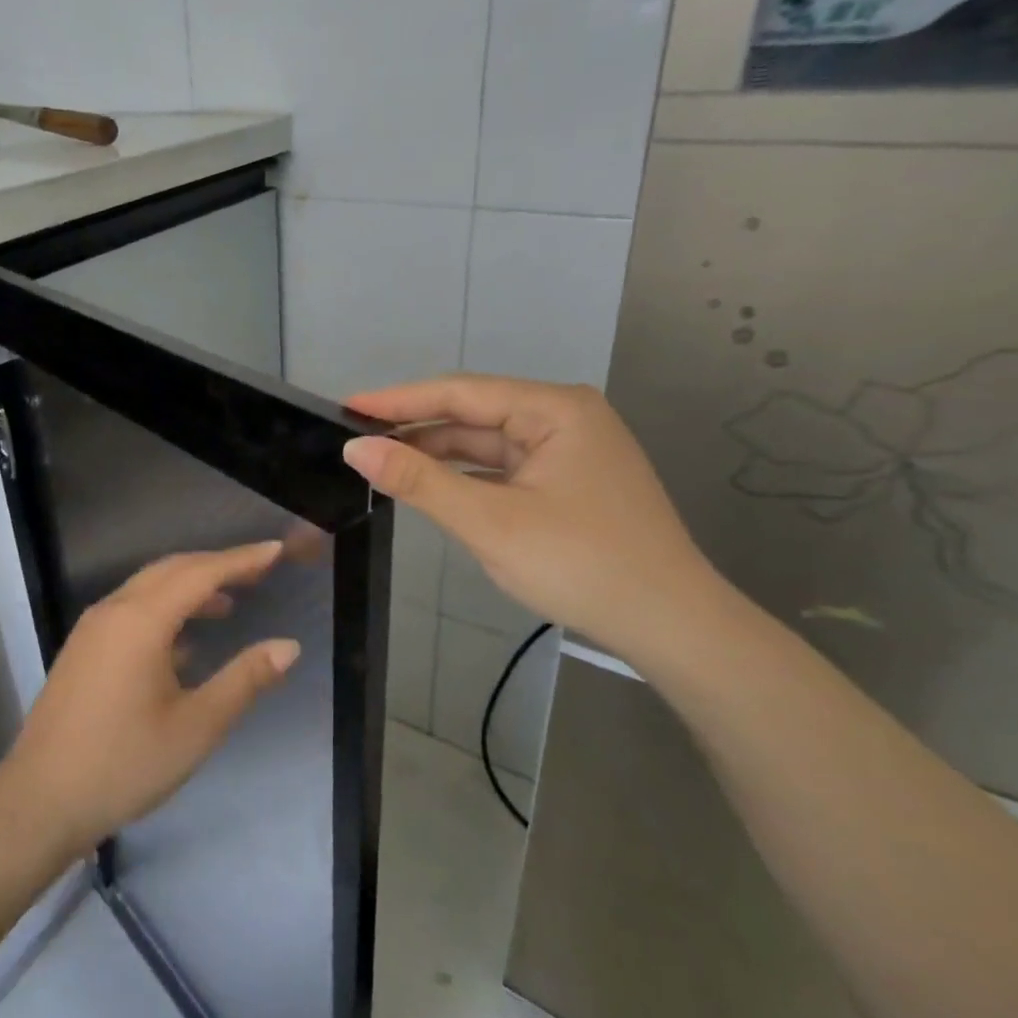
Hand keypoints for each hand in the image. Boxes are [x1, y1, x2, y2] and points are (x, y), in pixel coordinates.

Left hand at [0, 542, 300, 855]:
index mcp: (141, 621)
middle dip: (216, 565)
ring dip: (190, 587)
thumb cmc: (124, 764)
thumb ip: (245, 680)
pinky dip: (165, 609)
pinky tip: (185, 641)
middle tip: (259, 571)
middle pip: (172, 570)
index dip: (242, 559)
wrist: (40, 801)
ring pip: (148, 588)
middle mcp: (113, 611)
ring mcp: (93, 629)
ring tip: (229, 604)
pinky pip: (131, 610)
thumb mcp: (196, 727)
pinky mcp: (83, 650)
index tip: (276, 549)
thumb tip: (288, 646)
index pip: (201, 573)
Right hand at [343, 375, 720, 660]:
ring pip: (487, 444)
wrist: (670, 625)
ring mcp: (570, 450)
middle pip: (474, 415)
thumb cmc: (581, 564)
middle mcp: (564, 417)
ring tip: (384, 464)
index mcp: (554, 409)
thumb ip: (420, 481)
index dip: (399, 400)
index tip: (346, 407)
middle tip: (358, 442)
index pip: (460, 393)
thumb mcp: (490, 522)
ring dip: (439, 455)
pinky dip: (467, 477)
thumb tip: (356, 450)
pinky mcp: (570, 482)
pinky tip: (433, 487)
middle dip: (417, 429)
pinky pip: (505, 468)